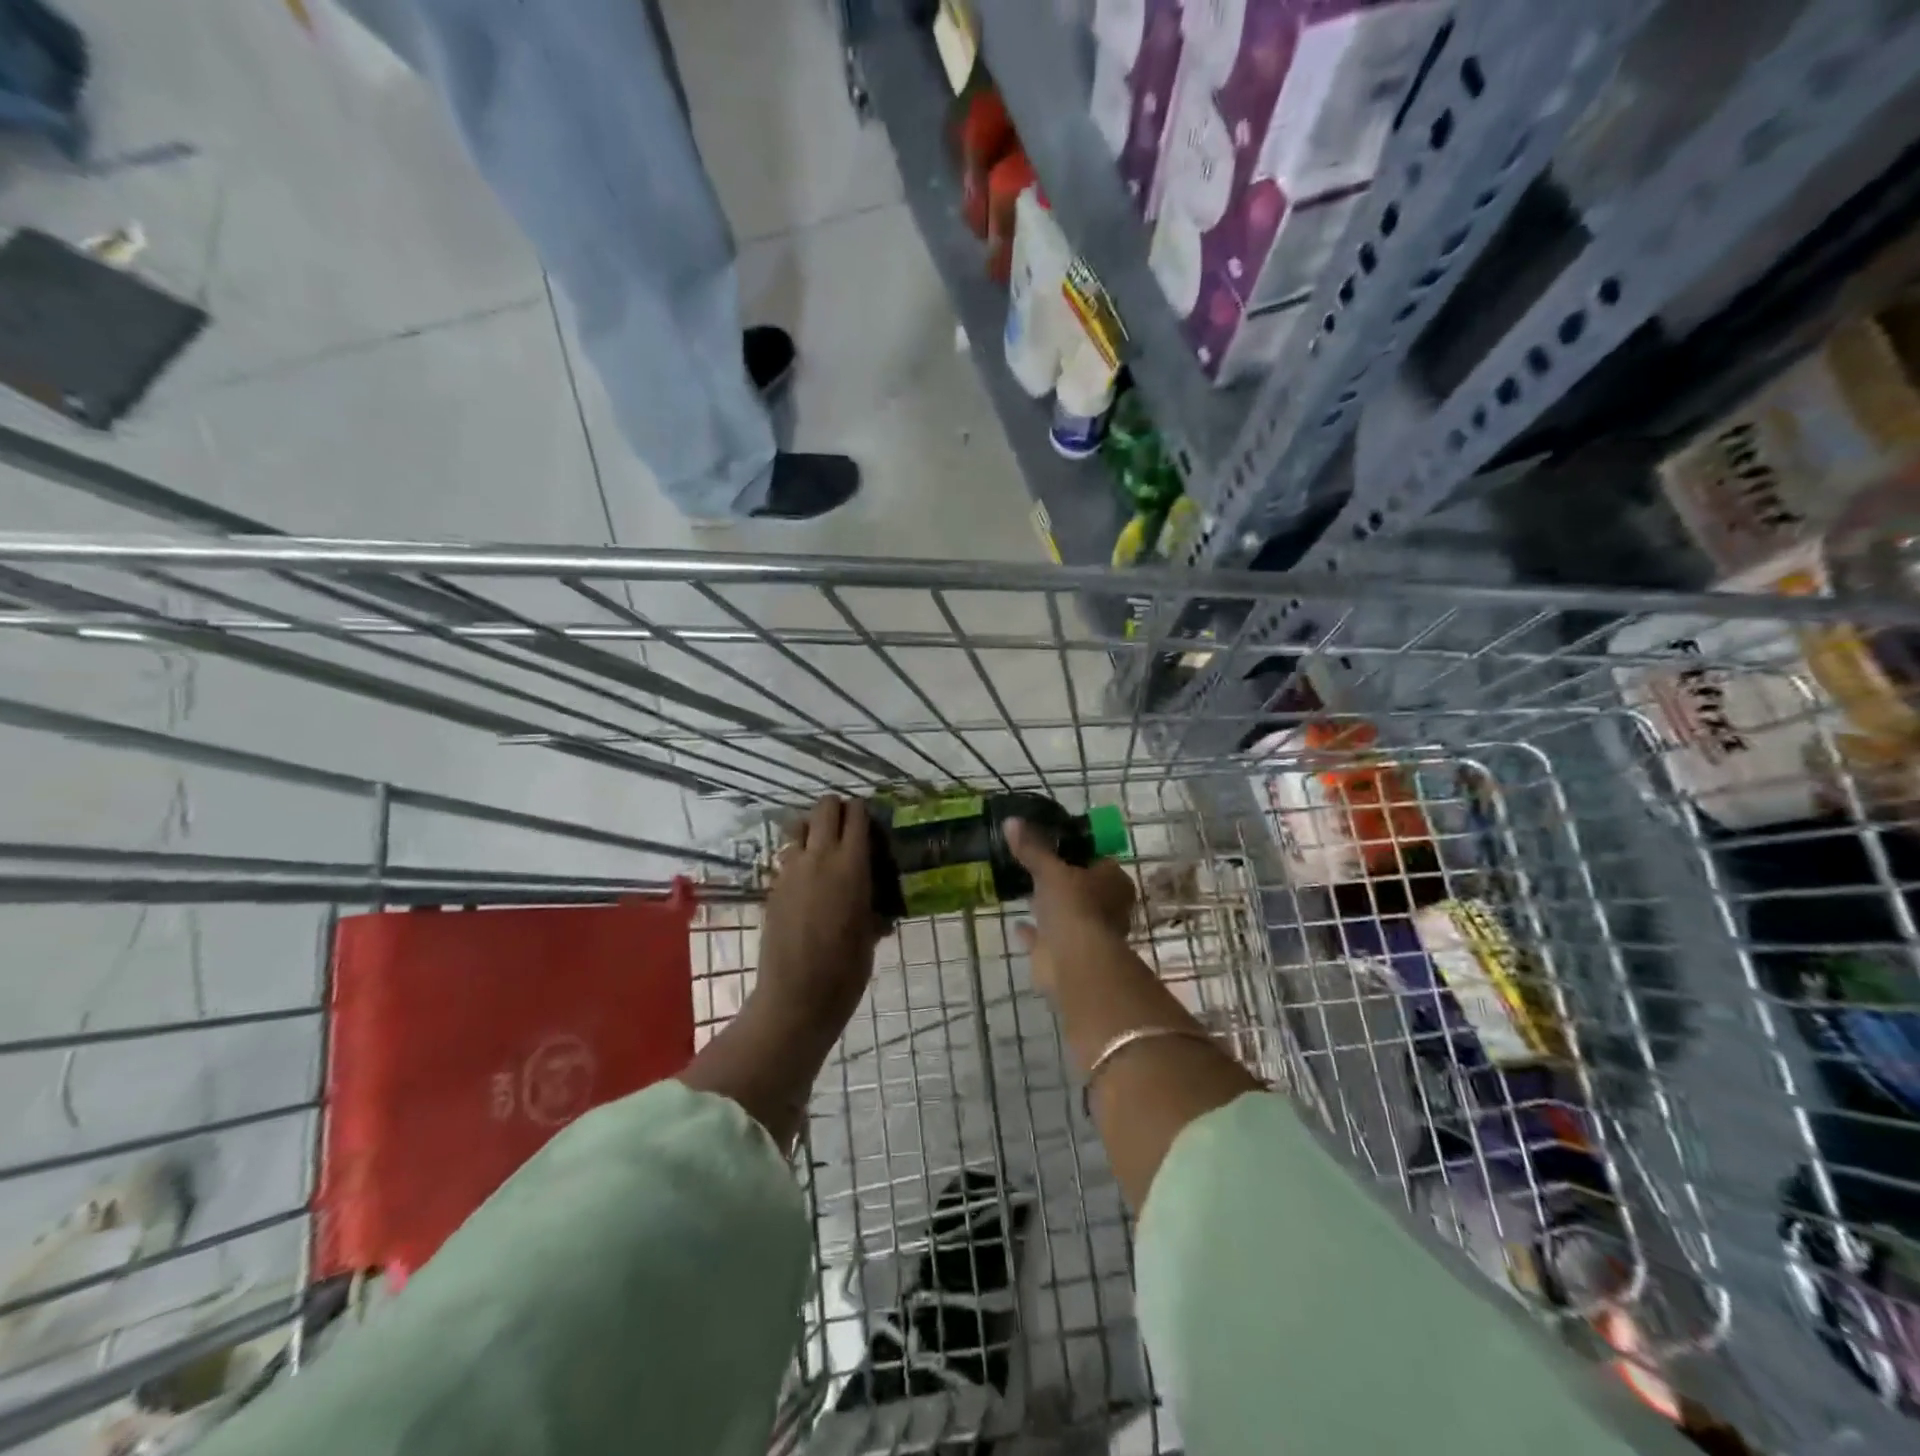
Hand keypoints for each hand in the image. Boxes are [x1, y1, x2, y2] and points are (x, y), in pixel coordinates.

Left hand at [757, 796, 884, 1032]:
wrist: (797, 998)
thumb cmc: (846, 970)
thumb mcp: (870, 931)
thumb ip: (871, 899)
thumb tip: (873, 892)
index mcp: (850, 865)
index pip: (856, 815)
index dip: (864, 812)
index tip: (872, 824)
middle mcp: (819, 858)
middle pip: (825, 808)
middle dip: (838, 810)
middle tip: (850, 829)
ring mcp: (791, 871)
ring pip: (800, 827)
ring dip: (814, 829)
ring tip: (826, 851)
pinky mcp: (774, 887)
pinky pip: (789, 856)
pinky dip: (800, 856)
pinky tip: (810, 882)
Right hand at [1006, 818, 1135, 995]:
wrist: (1074, 962)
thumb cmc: (1074, 906)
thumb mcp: (1050, 869)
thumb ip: (1032, 848)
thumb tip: (1011, 821)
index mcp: (1113, 881)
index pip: (1096, 859)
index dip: (1076, 851)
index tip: (1051, 842)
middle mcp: (1106, 907)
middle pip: (1081, 887)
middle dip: (1060, 880)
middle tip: (1033, 863)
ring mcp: (1086, 933)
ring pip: (1065, 913)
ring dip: (1048, 906)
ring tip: (1022, 888)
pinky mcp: (1065, 954)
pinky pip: (1045, 937)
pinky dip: (1033, 931)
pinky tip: (1016, 922)